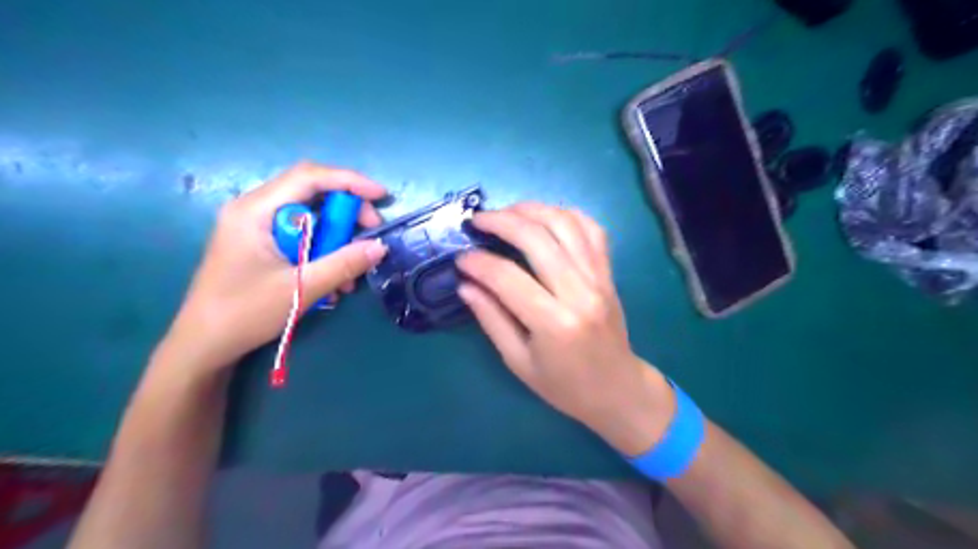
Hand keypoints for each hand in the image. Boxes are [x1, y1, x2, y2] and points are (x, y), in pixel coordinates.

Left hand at [161, 160, 387, 370]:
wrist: (204, 346)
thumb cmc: (245, 313)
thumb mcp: (301, 288)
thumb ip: (344, 264)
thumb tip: (380, 246)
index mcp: (255, 211)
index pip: (308, 177)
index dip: (349, 181)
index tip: (381, 196)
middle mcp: (254, 210)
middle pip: (311, 194)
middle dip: (347, 213)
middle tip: (371, 235)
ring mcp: (256, 227)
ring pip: (310, 219)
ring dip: (337, 240)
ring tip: (352, 272)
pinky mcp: (261, 244)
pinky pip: (301, 237)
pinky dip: (323, 253)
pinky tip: (334, 281)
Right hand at [457, 201, 672, 454]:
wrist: (617, 388)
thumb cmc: (564, 385)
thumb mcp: (518, 361)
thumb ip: (491, 319)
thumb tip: (466, 284)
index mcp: (554, 323)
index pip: (507, 277)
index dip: (479, 263)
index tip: (460, 258)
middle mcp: (579, 293)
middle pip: (537, 239)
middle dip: (501, 222)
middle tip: (477, 221)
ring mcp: (599, 278)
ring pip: (565, 224)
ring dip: (532, 209)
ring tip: (507, 212)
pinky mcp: (609, 273)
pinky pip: (592, 230)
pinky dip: (567, 214)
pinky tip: (546, 216)